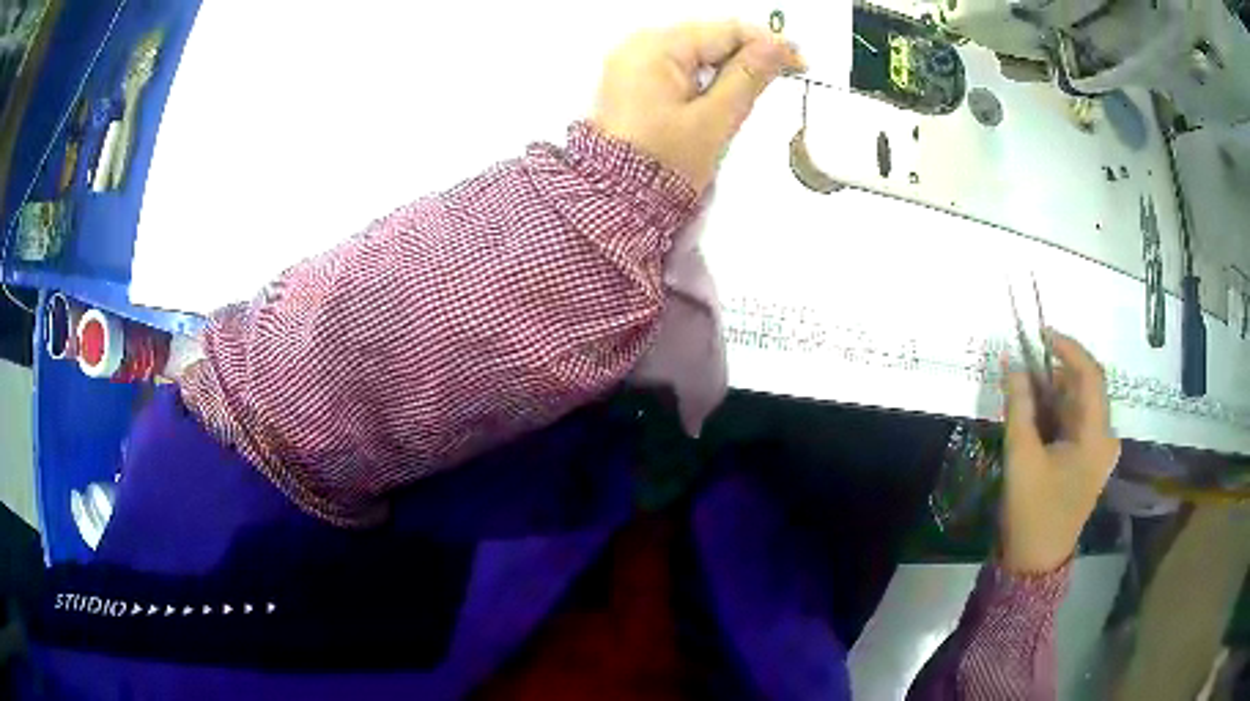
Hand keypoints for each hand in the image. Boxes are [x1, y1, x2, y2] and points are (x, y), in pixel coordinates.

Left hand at [592, 21, 804, 193]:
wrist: (615, 201)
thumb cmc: (663, 164)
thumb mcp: (714, 119)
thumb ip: (749, 76)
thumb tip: (778, 46)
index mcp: (656, 48)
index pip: (725, 30)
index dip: (767, 43)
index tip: (798, 61)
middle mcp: (638, 45)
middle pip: (709, 36)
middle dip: (747, 54)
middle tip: (782, 75)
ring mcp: (632, 61)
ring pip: (696, 50)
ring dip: (728, 65)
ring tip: (753, 89)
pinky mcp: (632, 78)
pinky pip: (678, 65)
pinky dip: (704, 75)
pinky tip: (721, 94)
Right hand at [1000, 330, 1120, 574]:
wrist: (1036, 563)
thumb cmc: (1032, 512)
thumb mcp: (1021, 457)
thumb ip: (1019, 406)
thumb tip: (1011, 362)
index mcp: (1097, 437)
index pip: (1090, 375)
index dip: (1068, 348)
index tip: (1041, 333)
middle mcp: (1105, 438)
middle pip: (1085, 388)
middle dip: (1055, 371)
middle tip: (1024, 364)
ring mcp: (1098, 451)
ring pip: (1079, 404)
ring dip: (1053, 391)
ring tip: (1023, 388)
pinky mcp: (1088, 460)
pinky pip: (1075, 422)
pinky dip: (1055, 411)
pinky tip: (1033, 414)